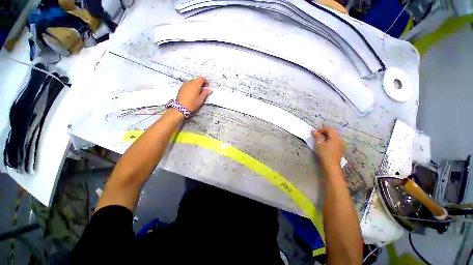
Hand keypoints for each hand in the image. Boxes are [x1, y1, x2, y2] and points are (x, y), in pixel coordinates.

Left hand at [176, 76, 211, 112]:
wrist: (181, 107)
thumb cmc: (192, 103)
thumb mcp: (201, 99)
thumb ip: (205, 93)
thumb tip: (209, 90)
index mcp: (196, 84)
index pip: (202, 78)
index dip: (205, 82)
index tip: (207, 86)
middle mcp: (190, 82)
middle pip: (196, 80)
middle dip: (200, 84)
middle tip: (203, 90)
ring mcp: (184, 85)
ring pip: (192, 82)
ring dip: (195, 86)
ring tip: (197, 93)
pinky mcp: (181, 88)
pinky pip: (187, 85)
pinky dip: (191, 88)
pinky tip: (192, 94)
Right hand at [312, 127, 344, 170]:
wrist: (331, 165)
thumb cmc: (325, 153)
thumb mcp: (319, 144)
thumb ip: (317, 136)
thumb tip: (313, 131)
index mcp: (335, 137)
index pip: (329, 129)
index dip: (321, 129)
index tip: (315, 134)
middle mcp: (340, 139)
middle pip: (332, 133)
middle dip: (324, 133)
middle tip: (317, 137)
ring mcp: (341, 144)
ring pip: (334, 137)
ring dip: (327, 138)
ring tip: (321, 142)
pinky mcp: (341, 149)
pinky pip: (335, 142)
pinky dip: (330, 142)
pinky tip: (326, 146)